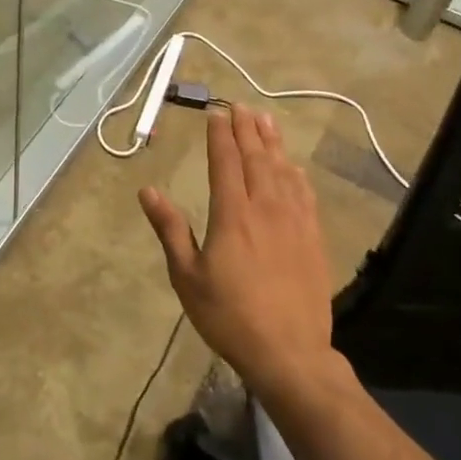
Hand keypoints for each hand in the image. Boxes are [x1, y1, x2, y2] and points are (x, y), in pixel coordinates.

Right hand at [138, 104, 337, 403]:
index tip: (216, 113)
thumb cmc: (229, 316)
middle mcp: (265, 208)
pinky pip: (305, 194)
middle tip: (241, 106)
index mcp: (232, 215)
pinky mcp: (313, 238)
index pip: (225, 162)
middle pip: (256, 158)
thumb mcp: (187, 276)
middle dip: (247, 129)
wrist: (289, 353)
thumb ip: (170, 229)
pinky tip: (293, 166)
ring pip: (282, 170)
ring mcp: (294, 221)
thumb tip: (148, 191)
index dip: (220, 135)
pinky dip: (296, 173)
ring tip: (266, 120)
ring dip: (273, 142)